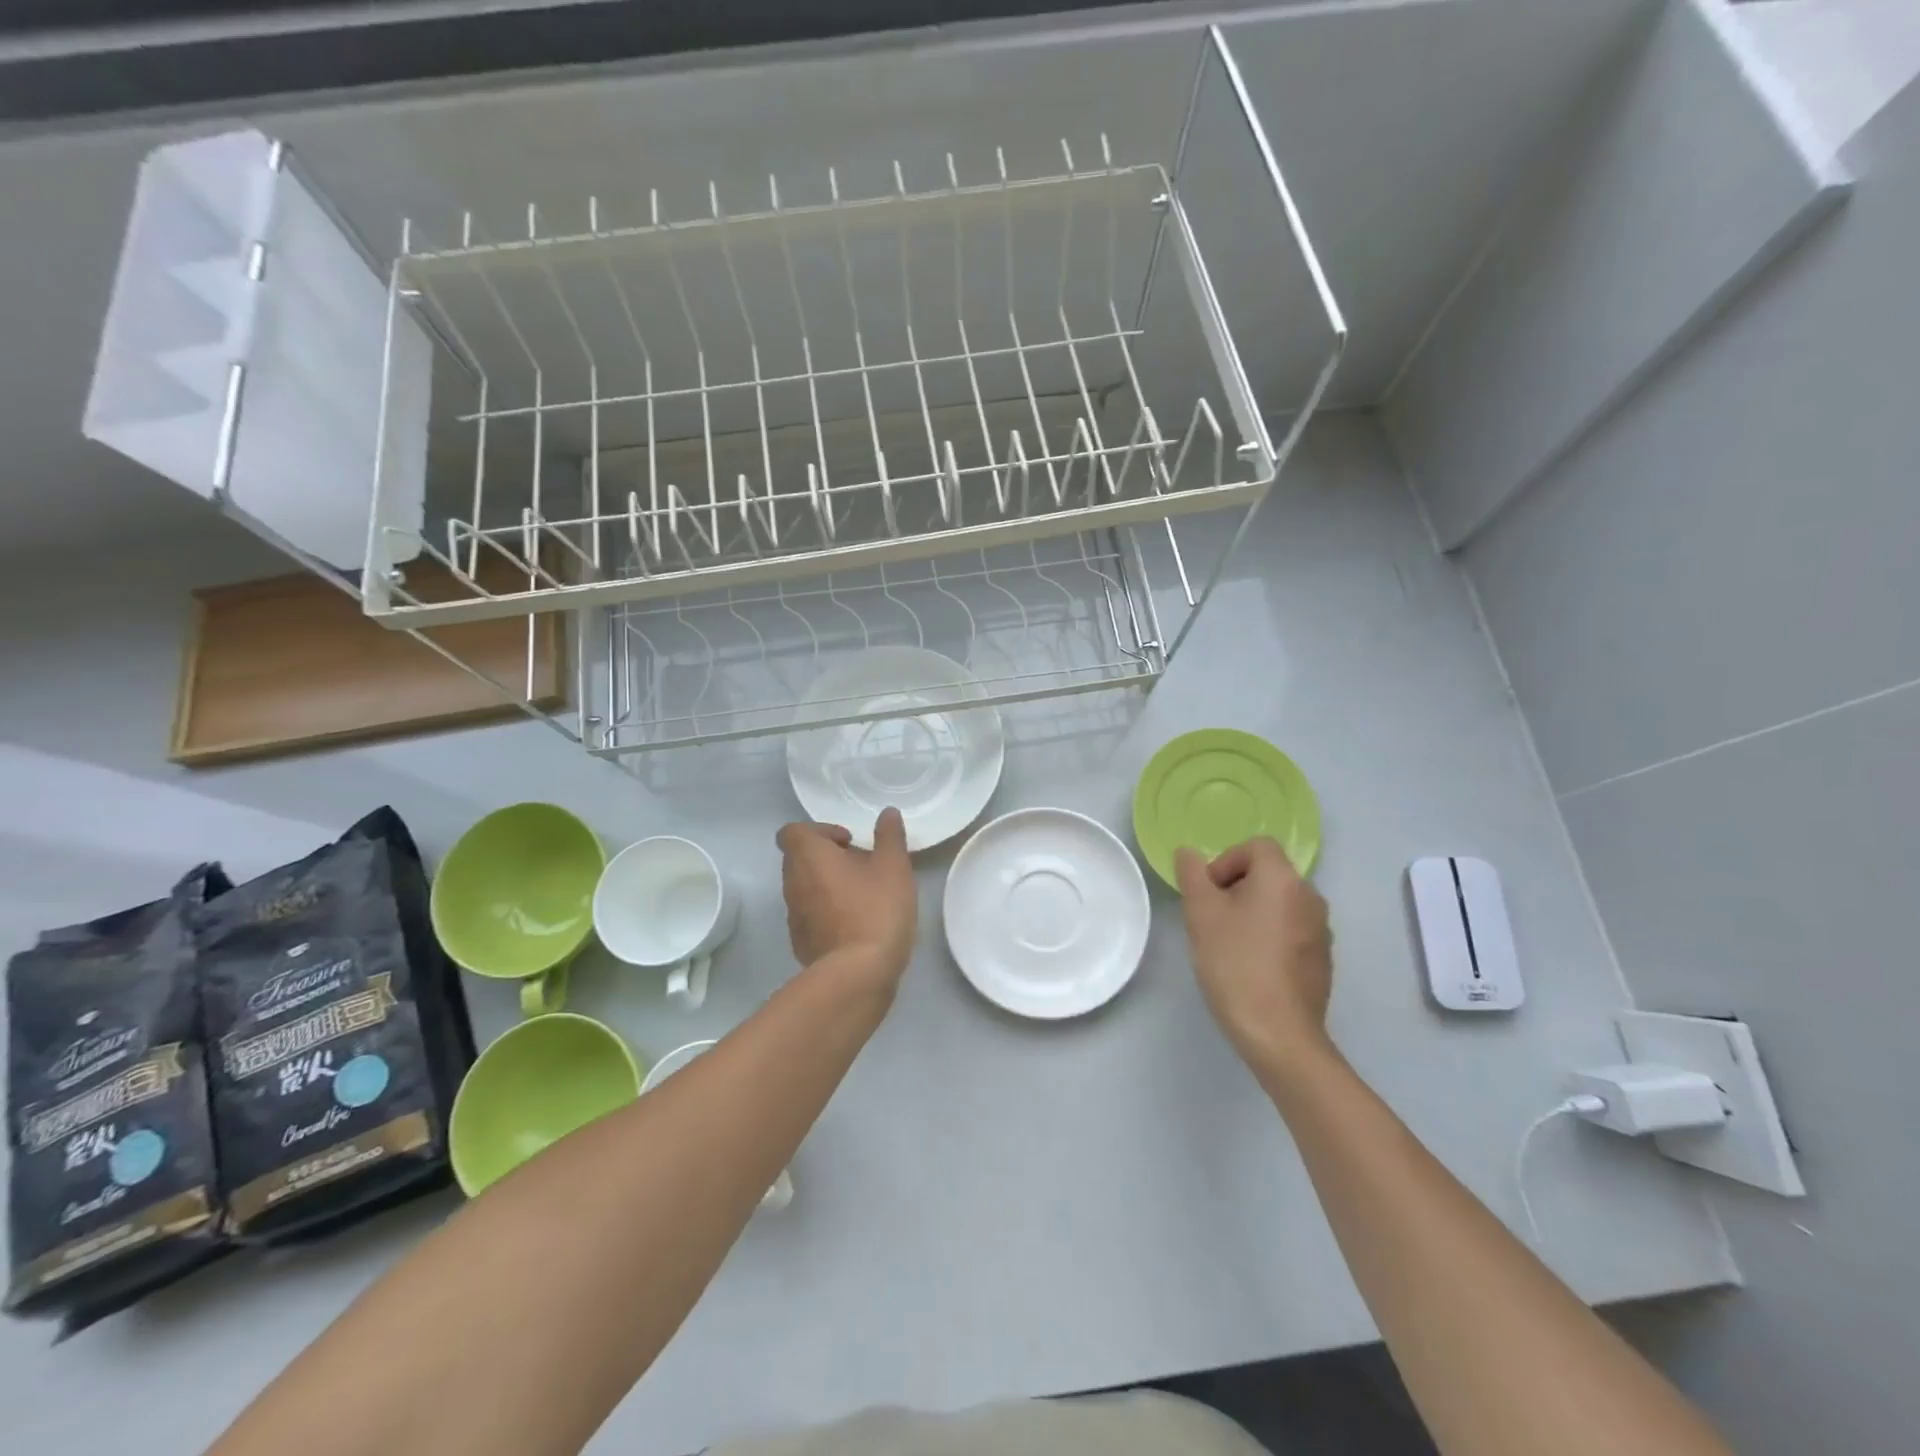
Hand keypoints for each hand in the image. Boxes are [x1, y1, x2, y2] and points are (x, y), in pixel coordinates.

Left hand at [776, 808, 917, 987]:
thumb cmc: (876, 910)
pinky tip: (857, 926)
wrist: (858, 975)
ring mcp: (793, 916)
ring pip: (805, 888)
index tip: (849, 842)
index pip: (793, 831)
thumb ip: (890, 836)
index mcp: (808, 857)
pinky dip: (827, 914)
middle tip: (862, 867)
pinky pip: (811, 916)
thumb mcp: (894, 866)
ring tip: (864, 897)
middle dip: (828, 858)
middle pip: (800, 858)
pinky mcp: (800, 944)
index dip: (820, 831)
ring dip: (828, 886)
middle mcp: (792, 883)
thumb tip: (887, 813)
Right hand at [1176, 837, 1332, 1067]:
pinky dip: (1270, 937)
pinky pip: (1291, 931)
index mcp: (1283, 879)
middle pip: (1268, 874)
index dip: (1225, 862)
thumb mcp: (1201, 914)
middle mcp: (1310, 896)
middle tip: (1212, 921)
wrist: (1279, 1034)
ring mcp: (1321, 930)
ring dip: (1252, 913)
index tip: (1209, 895)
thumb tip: (1188, 852)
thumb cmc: (1235, 964)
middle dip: (1236, 889)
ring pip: (1279, 904)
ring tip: (1229, 946)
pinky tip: (1252, 968)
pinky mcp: (1322, 959)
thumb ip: (1192, 875)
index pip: (1255, 846)